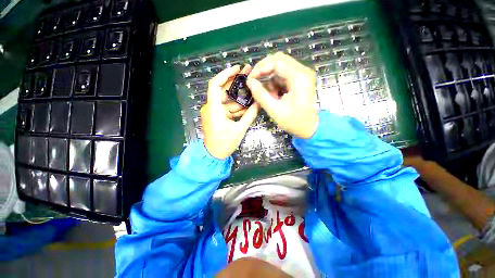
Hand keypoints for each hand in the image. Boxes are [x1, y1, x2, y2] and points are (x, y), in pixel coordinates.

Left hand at [201, 65, 259, 159]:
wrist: (214, 155)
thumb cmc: (225, 143)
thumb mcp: (239, 129)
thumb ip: (249, 115)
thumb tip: (258, 104)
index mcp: (213, 108)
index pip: (215, 85)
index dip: (225, 74)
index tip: (237, 68)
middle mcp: (212, 107)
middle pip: (223, 90)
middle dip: (236, 82)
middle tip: (248, 72)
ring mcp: (215, 112)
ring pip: (227, 100)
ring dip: (239, 96)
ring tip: (252, 87)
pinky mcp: (218, 116)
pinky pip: (228, 108)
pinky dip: (237, 106)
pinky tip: (248, 102)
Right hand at [247, 52, 318, 138]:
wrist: (309, 127)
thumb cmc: (294, 121)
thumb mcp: (275, 110)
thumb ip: (261, 95)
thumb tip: (249, 82)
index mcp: (299, 77)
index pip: (277, 62)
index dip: (261, 68)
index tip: (251, 78)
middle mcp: (302, 71)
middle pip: (279, 60)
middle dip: (263, 69)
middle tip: (254, 81)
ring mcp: (302, 75)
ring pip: (280, 67)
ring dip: (269, 78)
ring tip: (267, 94)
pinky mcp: (299, 79)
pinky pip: (283, 74)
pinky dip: (274, 82)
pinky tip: (273, 94)